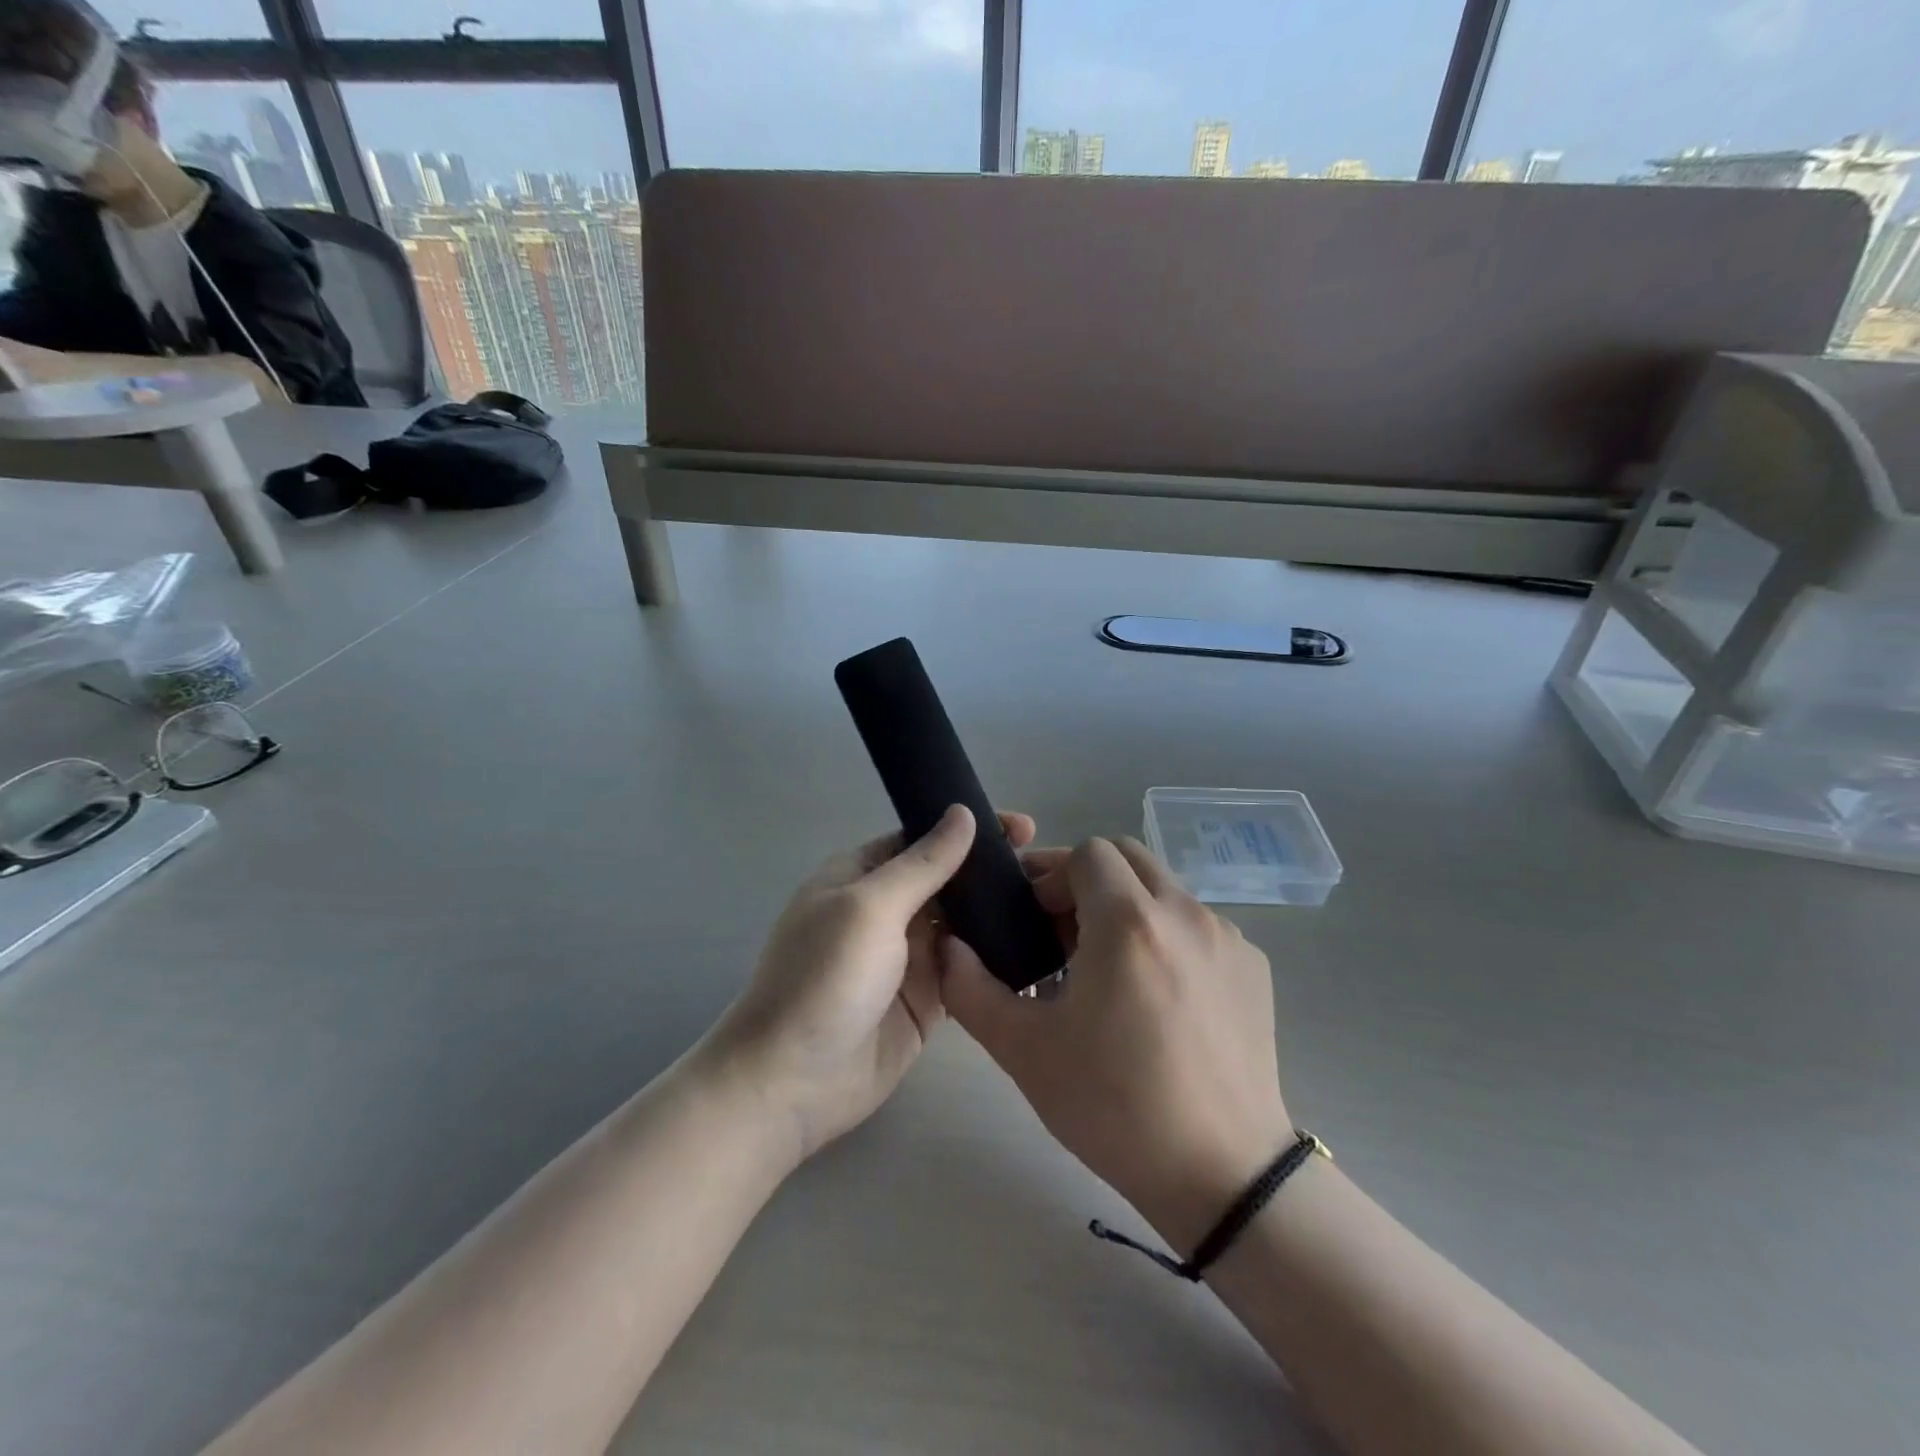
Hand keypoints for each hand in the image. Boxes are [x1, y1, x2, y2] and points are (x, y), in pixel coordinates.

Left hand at [702, 805, 1036, 1164]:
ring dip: (999, 913)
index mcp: (860, 876)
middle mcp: (885, 910)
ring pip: (962, 923)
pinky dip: (995, 958)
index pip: (922, 838)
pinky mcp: (927, 998)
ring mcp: (906, 957)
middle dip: (991, 871)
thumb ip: (923, 863)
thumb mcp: (871, 907)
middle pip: (947, 880)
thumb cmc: (824, 978)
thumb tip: (961, 813)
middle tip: (1050, 870)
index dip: (968, 831)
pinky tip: (1037, 947)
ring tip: (1054, 904)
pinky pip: (967, 967)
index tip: (1023, 827)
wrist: (792, 1083)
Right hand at [941, 837, 1292, 1255]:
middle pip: (1128, 857)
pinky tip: (1155, 997)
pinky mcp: (1253, 968)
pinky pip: (1196, 925)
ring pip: (1163, 890)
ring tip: (1107, 970)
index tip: (1034, 919)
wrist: (1222, 1174)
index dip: (1052, 875)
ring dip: (1127, 908)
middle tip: (1062, 934)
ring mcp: (1227, 938)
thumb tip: (948, 948)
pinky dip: (1165, 936)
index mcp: (1129, 921)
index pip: (1087, 852)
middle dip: (1088, 880)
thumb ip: (970, 989)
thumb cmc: (1114, 1106)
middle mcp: (1185, 913)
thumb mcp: (1024, 1050)